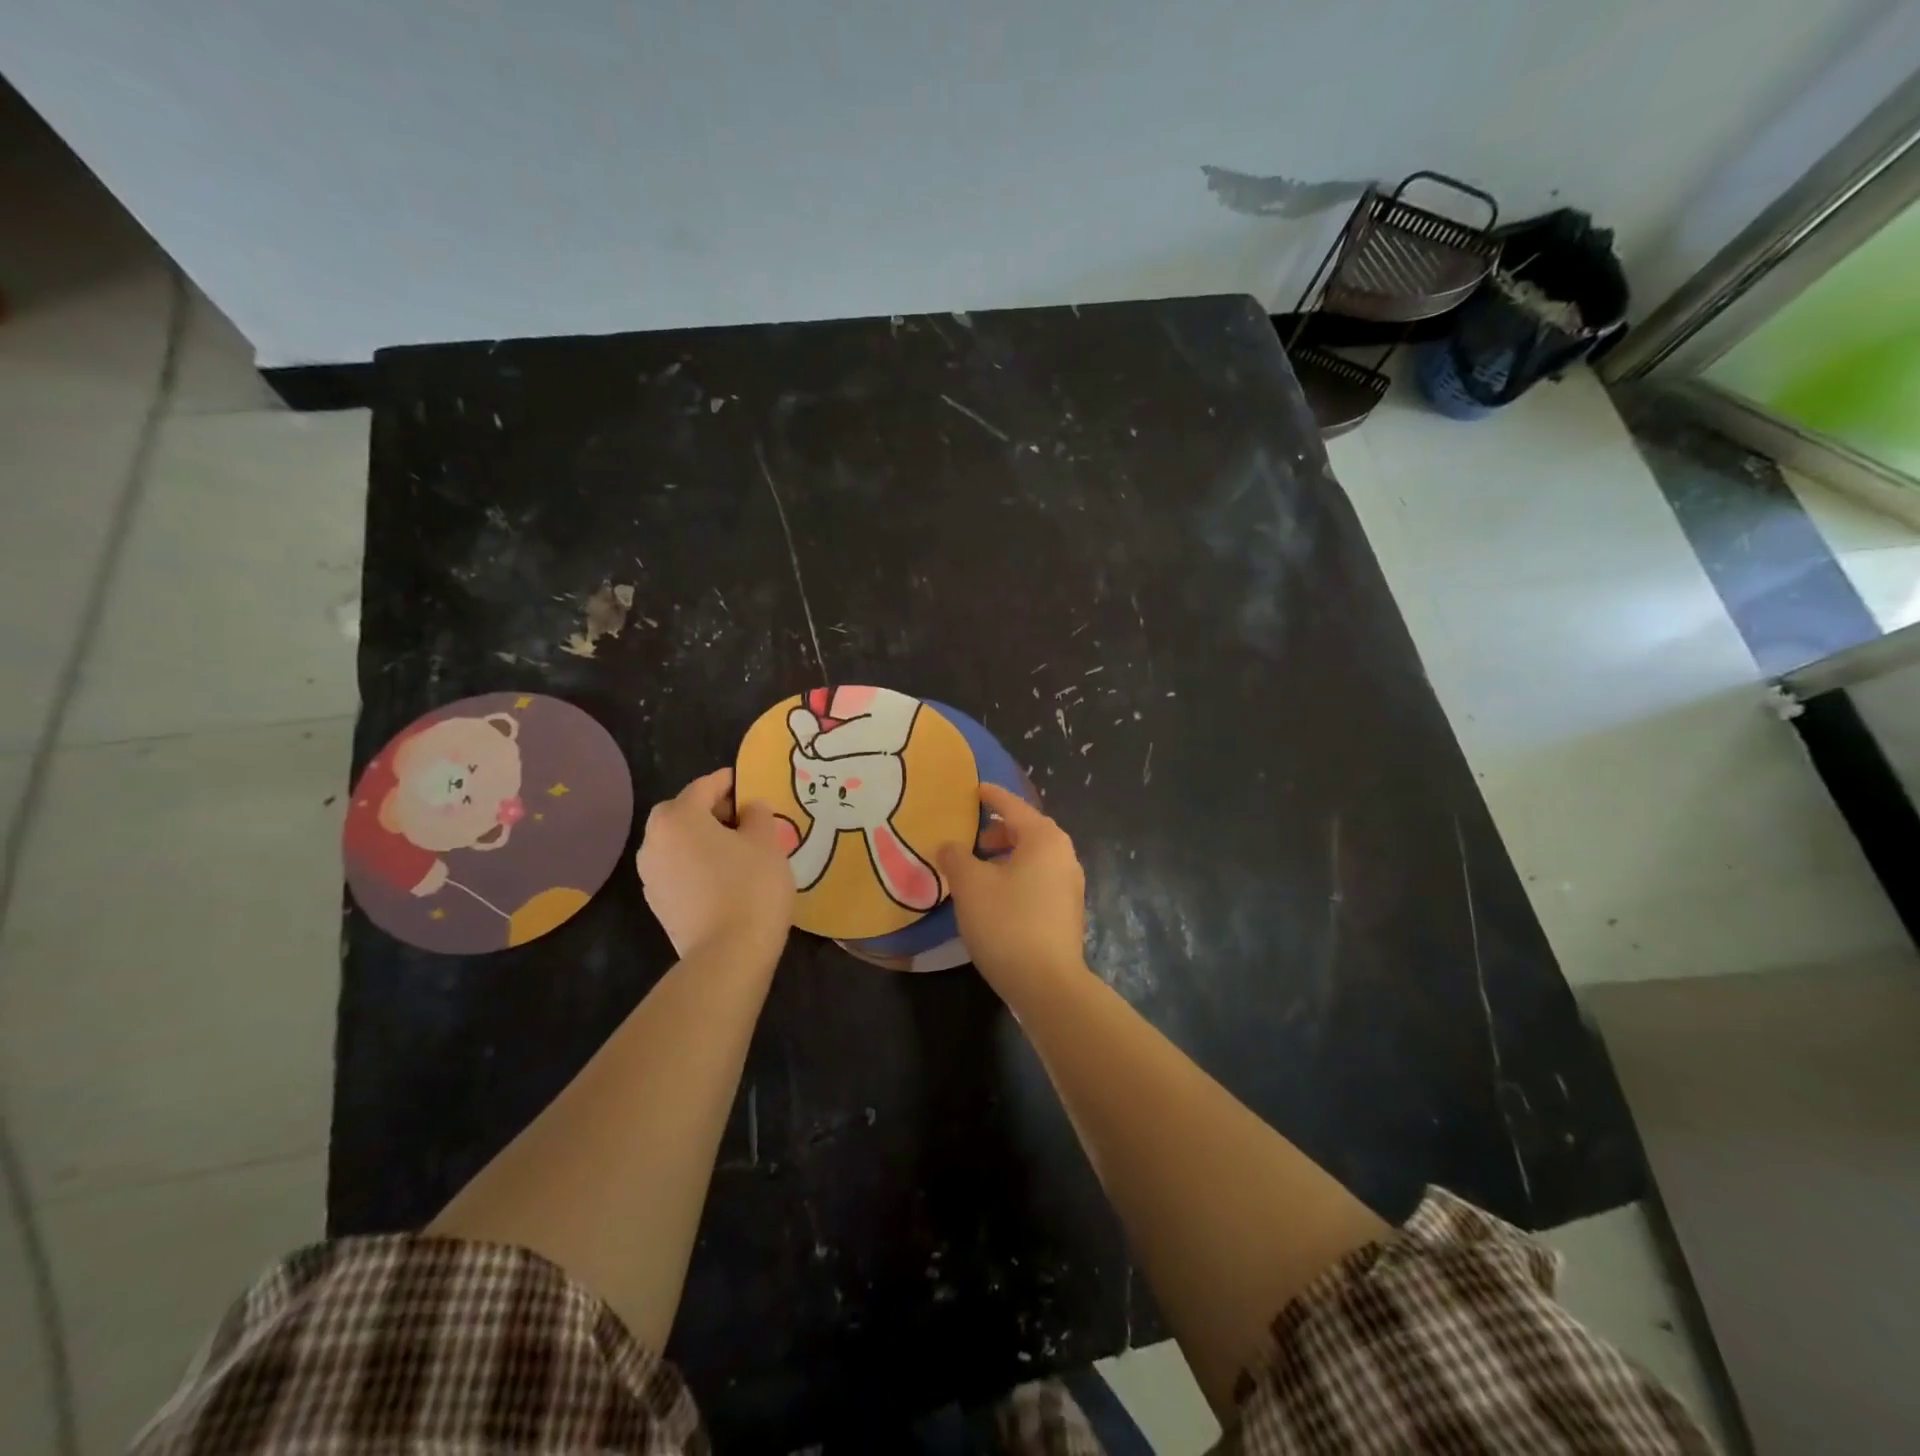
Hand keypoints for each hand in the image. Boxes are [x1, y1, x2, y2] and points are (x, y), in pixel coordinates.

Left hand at [636, 768, 793, 956]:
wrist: (728, 954)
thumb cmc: (750, 886)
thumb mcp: (766, 841)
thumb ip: (757, 814)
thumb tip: (749, 808)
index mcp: (677, 817)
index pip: (705, 786)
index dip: (730, 782)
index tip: (751, 785)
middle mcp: (653, 841)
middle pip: (684, 813)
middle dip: (713, 811)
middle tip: (746, 819)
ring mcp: (651, 875)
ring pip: (679, 843)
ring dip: (704, 840)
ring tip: (738, 850)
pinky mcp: (658, 903)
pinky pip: (679, 870)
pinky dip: (698, 865)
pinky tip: (726, 878)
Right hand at [938, 785, 1086, 992]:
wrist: (1047, 984)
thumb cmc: (1006, 922)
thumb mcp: (970, 885)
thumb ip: (956, 857)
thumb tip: (949, 846)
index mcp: (1044, 838)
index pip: (1012, 806)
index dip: (990, 796)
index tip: (973, 789)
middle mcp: (1063, 854)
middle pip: (1027, 830)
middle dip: (997, 831)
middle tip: (970, 837)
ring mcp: (1070, 885)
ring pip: (1033, 857)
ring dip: (1006, 857)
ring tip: (977, 869)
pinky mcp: (1067, 911)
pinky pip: (1038, 879)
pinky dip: (1016, 876)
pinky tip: (995, 896)